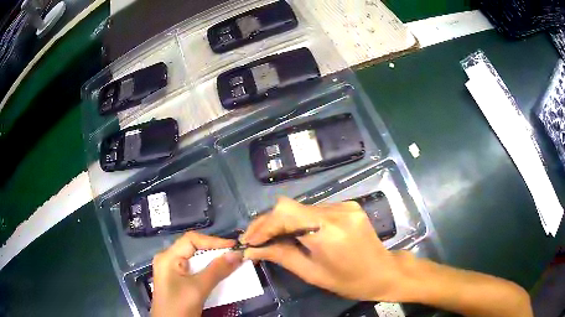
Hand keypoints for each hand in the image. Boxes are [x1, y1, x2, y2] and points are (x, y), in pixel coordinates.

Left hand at [151, 232, 242, 316]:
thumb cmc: (179, 306)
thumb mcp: (198, 288)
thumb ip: (217, 270)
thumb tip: (237, 254)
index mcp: (168, 257)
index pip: (191, 240)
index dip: (213, 241)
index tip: (234, 247)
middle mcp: (169, 259)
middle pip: (193, 248)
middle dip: (215, 251)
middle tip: (235, 255)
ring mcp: (173, 270)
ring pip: (196, 260)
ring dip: (214, 262)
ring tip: (232, 263)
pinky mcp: (178, 280)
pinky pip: (196, 271)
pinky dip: (209, 271)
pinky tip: (221, 274)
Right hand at [241, 197, 404, 301]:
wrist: (383, 272)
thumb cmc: (349, 281)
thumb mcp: (312, 273)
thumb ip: (281, 256)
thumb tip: (252, 249)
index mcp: (329, 233)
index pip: (286, 213)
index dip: (263, 224)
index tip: (249, 240)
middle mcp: (337, 212)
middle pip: (290, 207)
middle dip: (268, 223)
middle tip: (255, 241)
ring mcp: (344, 205)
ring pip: (301, 207)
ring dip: (284, 222)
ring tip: (275, 239)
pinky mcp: (348, 204)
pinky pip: (315, 209)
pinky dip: (301, 220)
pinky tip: (300, 234)